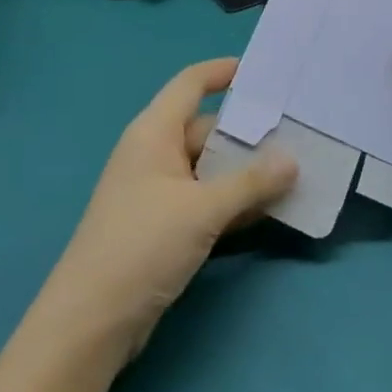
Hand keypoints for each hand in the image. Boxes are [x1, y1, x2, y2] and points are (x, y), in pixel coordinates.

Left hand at [43, 59, 297, 365]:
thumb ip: (250, 182)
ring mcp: (158, 191)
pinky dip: (233, 201)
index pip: (189, 85)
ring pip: (209, 168)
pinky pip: (205, 200)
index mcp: (154, 132)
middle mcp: (154, 153)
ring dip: (246, 172)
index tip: (262, 72)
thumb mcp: (202, 209)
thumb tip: (292, 159)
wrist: (93, 318)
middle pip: (206, 129)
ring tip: (296, 170)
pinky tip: (269, 209)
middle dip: (249, 133)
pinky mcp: (163, 225)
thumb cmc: (143, 244)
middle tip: (299, 133)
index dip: (221, 72)